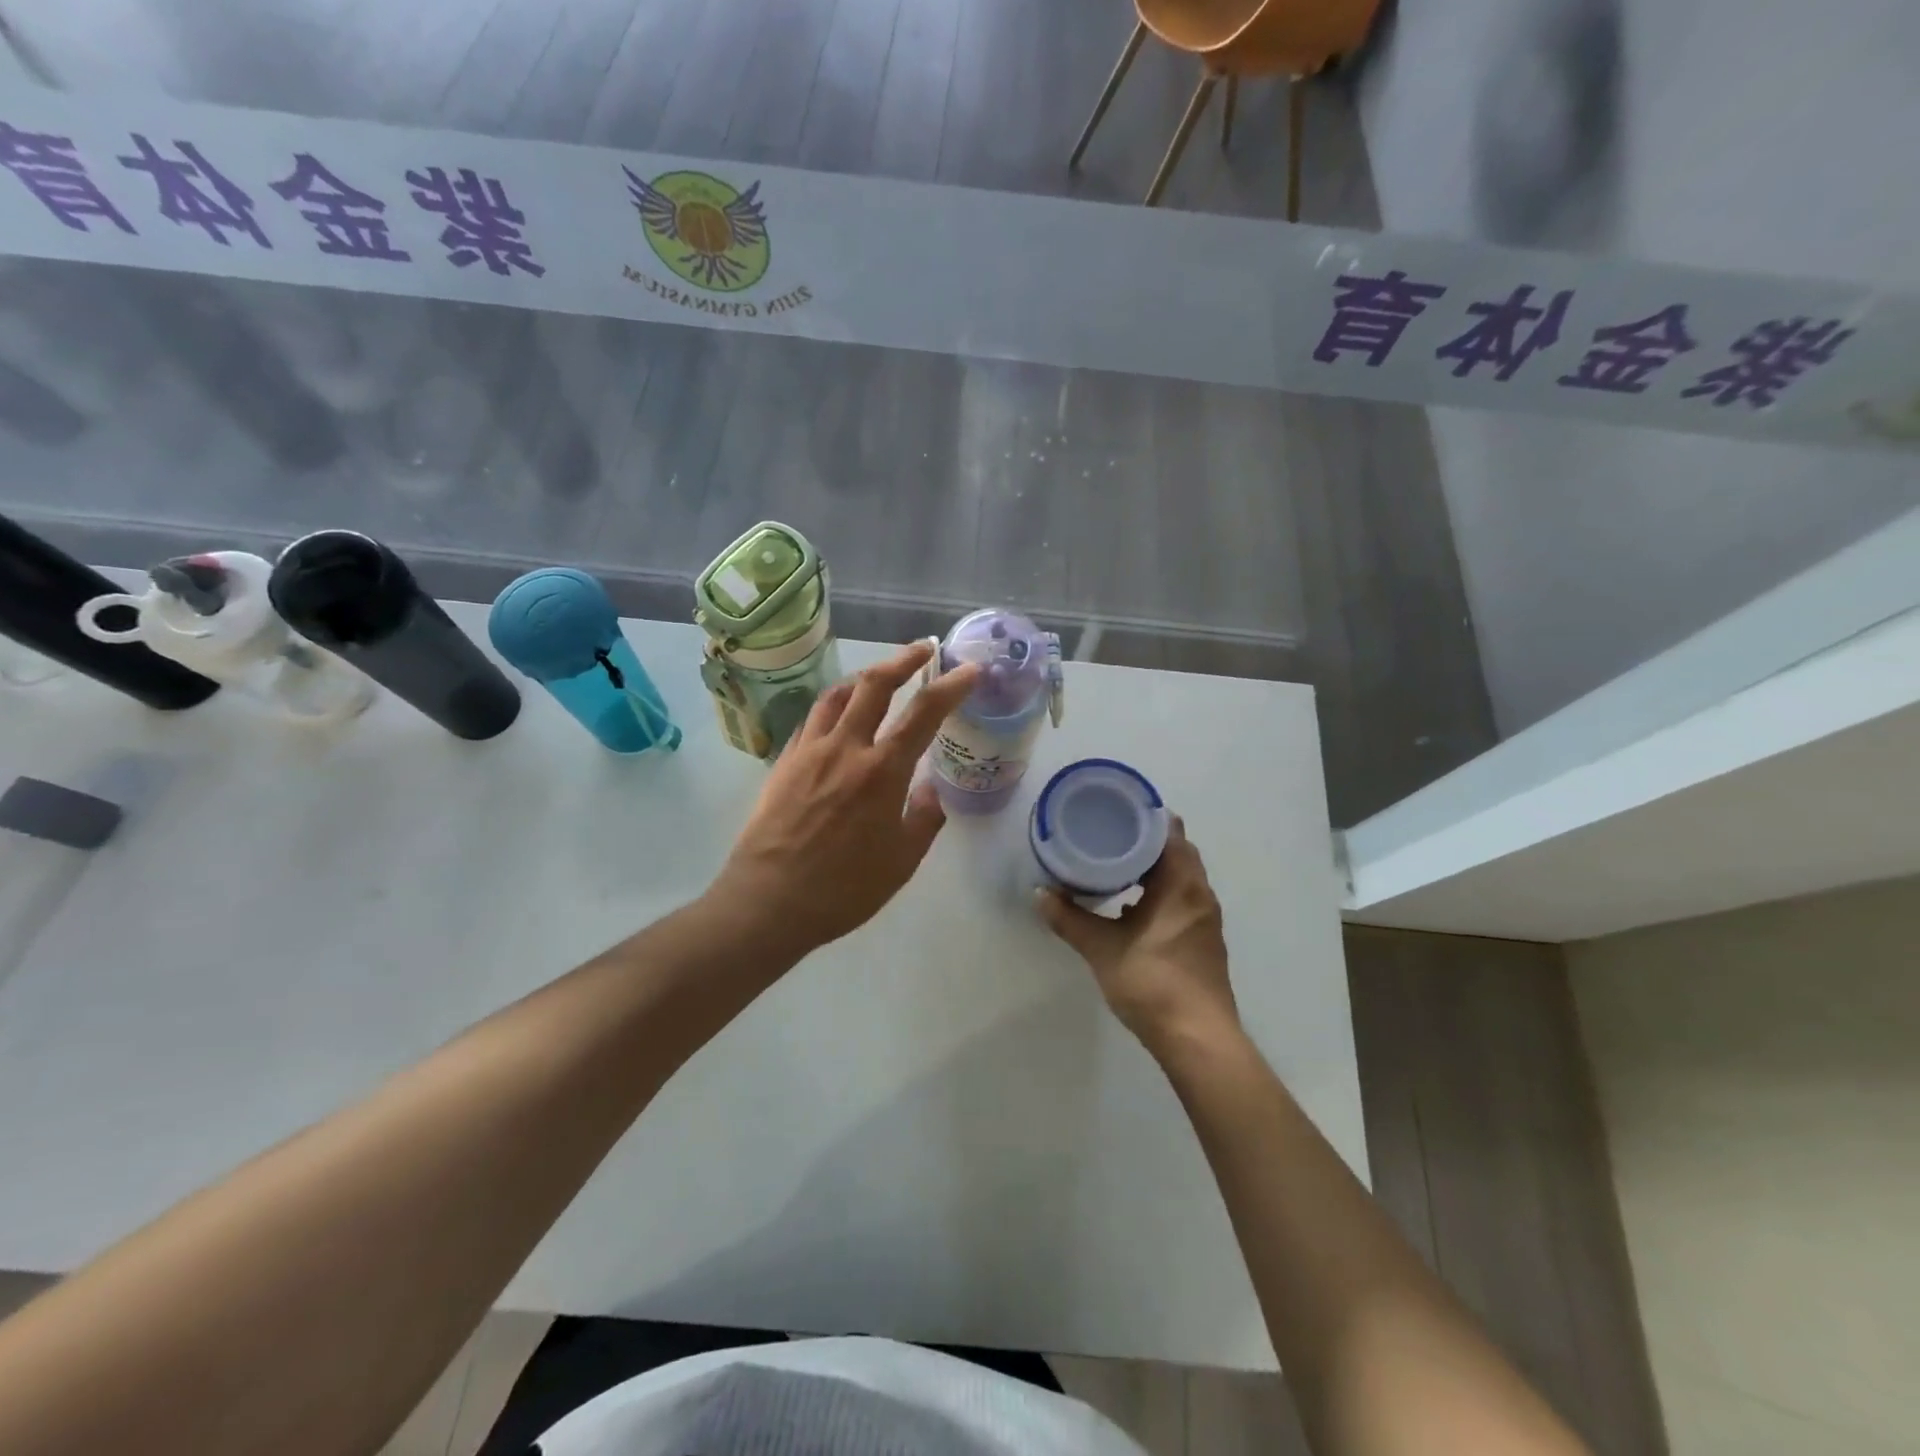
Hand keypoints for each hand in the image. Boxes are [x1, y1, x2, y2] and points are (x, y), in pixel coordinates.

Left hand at [709, 641, 980, 960]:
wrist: (768, 901)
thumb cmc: (844, 889)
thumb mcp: (902, 861)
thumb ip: (924, 817)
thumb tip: (930, 789)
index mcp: (882, 771)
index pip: (924, 713)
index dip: (952, 686)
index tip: (970, 669)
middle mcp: (845, 748)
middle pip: (874, 684)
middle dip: (903, 659)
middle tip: (922, 649)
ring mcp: (808, 751)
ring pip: (837, 695)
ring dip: (864, 677)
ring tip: (879, 676)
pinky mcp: (783, 762)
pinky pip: (812, 720)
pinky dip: (833, 706)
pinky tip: (839, 717)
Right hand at [1037, 819, 1240, 1059]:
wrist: (1197, 1038)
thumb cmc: (1152, 983)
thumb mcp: (1102, 948)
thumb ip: (1069, 919)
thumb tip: (1039, 894)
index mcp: (1181, 883)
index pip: (1168, 830)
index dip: (1143, 815)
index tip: (1115, 809)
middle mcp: (1199, 892)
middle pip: (1174, 850)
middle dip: (1143, 839)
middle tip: (1107, 833)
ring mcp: (1205, 917)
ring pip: (1180, 875)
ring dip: (1152, 867)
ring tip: (1114, 864)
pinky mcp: (1203, 938)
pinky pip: (1182, 897)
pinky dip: (1159, 890)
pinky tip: (1131, 905)